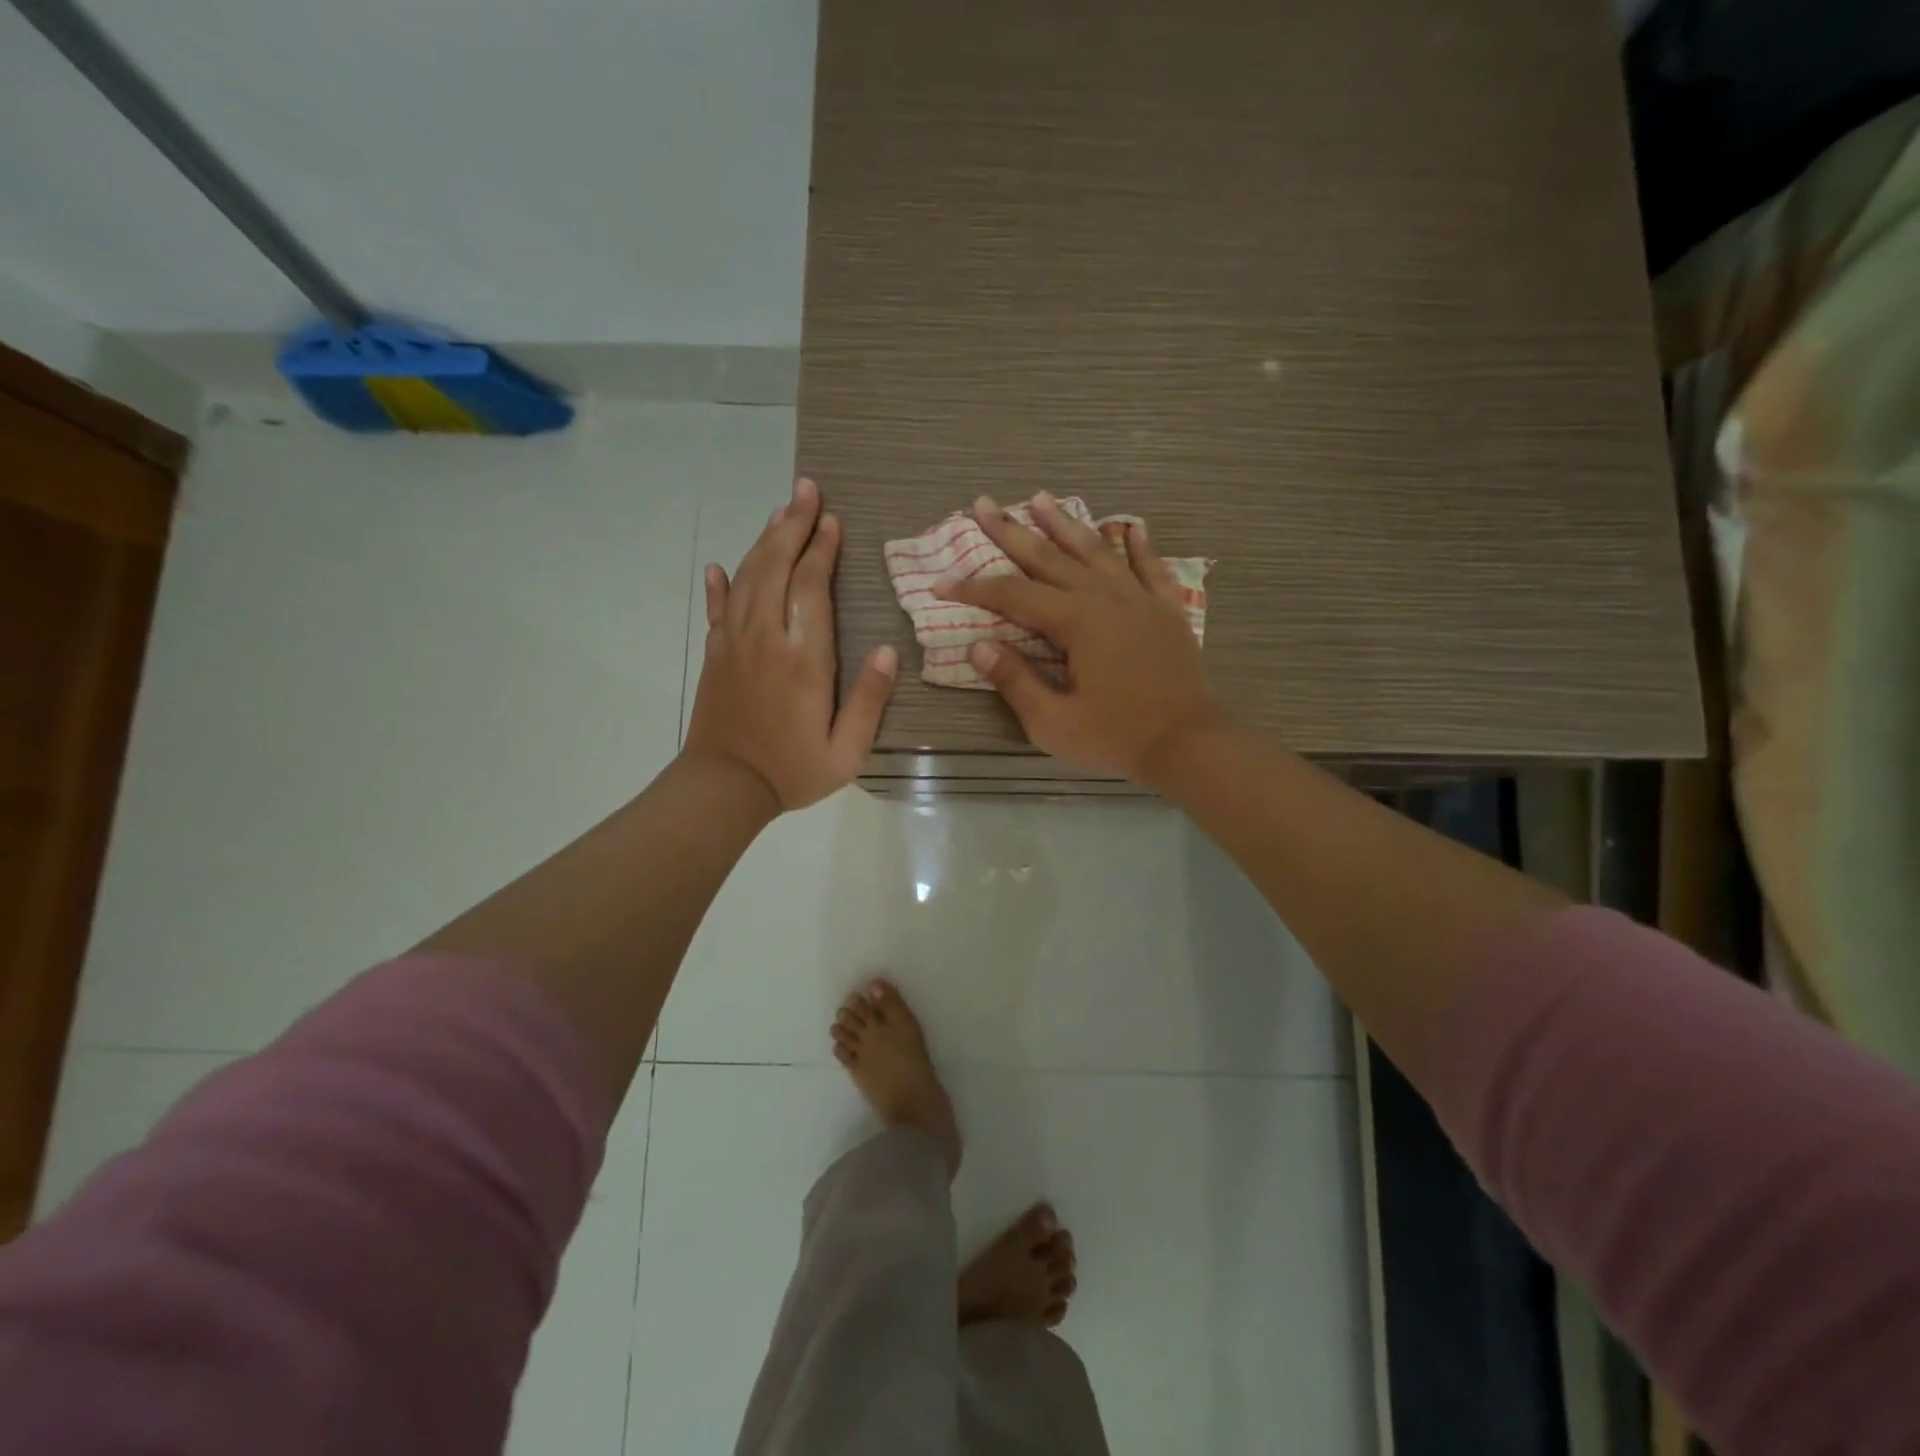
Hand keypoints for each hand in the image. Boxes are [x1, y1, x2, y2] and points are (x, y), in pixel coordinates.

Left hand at [683, 477, 896, 812]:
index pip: (811, 588)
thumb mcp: (846, 751)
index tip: (832, 521)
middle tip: (805, 491)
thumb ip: (869, 700)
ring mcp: (733, 644)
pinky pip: (716, 609)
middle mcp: (765, 639)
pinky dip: (718, 585)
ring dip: (764, 542)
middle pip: (777, 568)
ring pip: (747, 578)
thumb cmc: (792, 771)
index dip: (822, 550)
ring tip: (780, 511)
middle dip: (793, 526)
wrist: (723, 789)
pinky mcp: (714, 655)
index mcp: (803, 660)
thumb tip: (887, 651)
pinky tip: (719, 565)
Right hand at [936, 491, 1222, 783]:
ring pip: (1096, 551)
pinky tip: (1131, 526)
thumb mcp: (1053, 723)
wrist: (1189, 743)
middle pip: (1050, 558)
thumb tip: (978, 647)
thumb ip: (1015, 681)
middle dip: (1011, 532)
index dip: (974, 588)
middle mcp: (1105, 598)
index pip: (1013, 595)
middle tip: (983, 504)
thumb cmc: (1117, 737)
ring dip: (1065, 524)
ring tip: (1041, 498)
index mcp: (1075, 622)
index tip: (942, 582)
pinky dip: (1139, 546)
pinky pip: (1150, 568)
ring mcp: (1140, 599)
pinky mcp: (1167, 610)